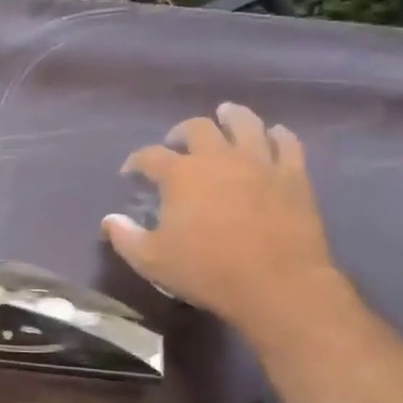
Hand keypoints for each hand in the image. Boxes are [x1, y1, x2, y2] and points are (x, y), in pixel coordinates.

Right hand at [102, 103, 343, 339]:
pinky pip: (286, 142)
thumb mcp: (152, 261)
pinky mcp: (292, 175)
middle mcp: (218, 157)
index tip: (131, 174)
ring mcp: (259, 162)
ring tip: (224, 117)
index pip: (149, 156)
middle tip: (177, 144)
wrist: (278, 285)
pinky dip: (276, 135)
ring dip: (230, 117)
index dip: (136, 162)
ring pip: (244, 122)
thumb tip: (110, 220)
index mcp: (180, 174)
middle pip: (197, 127)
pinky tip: (272, 136)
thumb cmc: (208, 272)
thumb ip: (125, 237)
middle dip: (181, 132)